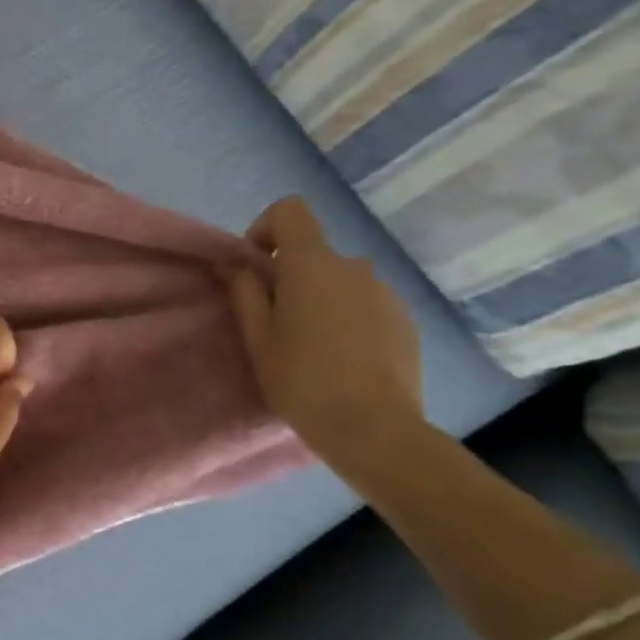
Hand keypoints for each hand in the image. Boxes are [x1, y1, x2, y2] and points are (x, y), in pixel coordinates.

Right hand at [227, 197, 423, 466]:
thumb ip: (244, 291)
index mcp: (311, 265)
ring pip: (340, 281)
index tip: (255, 267)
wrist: (374, 428)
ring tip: (311, 346)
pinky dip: (348, 318)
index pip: (290, 210)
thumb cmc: (301, 380)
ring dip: (320, 299)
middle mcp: (353, 266)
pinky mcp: (405, 319)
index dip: (265, 228)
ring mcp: (385, 292)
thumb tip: (233, 264)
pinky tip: (343, 359)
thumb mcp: (257, 338)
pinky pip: (365, 303)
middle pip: (313, 253)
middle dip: (290, 276)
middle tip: (275, 323)